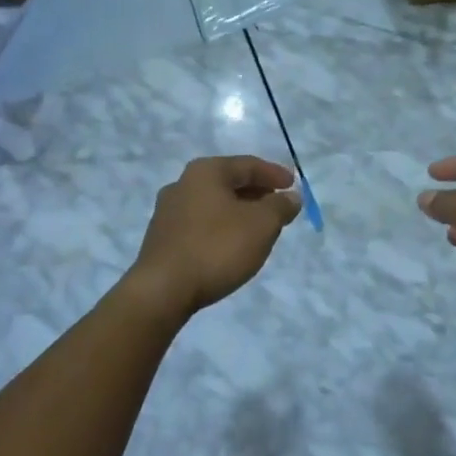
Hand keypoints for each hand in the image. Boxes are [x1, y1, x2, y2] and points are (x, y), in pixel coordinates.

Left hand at [129, 156, 301, 317]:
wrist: (162, 290)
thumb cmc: (217, 248)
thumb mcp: (261, 224)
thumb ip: (280, 206)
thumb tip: (291, 197)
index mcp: (206, 171)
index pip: (248, 165)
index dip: (274, 174)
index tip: (294, 185)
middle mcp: (182, 183)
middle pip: (229, 182)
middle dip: (257, 193)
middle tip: (279, 206)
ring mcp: (168, 211)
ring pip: (214, 203)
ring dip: (239, 211)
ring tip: (259, 228)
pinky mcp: (162, 238)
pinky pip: (201, 223)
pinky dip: (221, 227)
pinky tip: (232, 244)